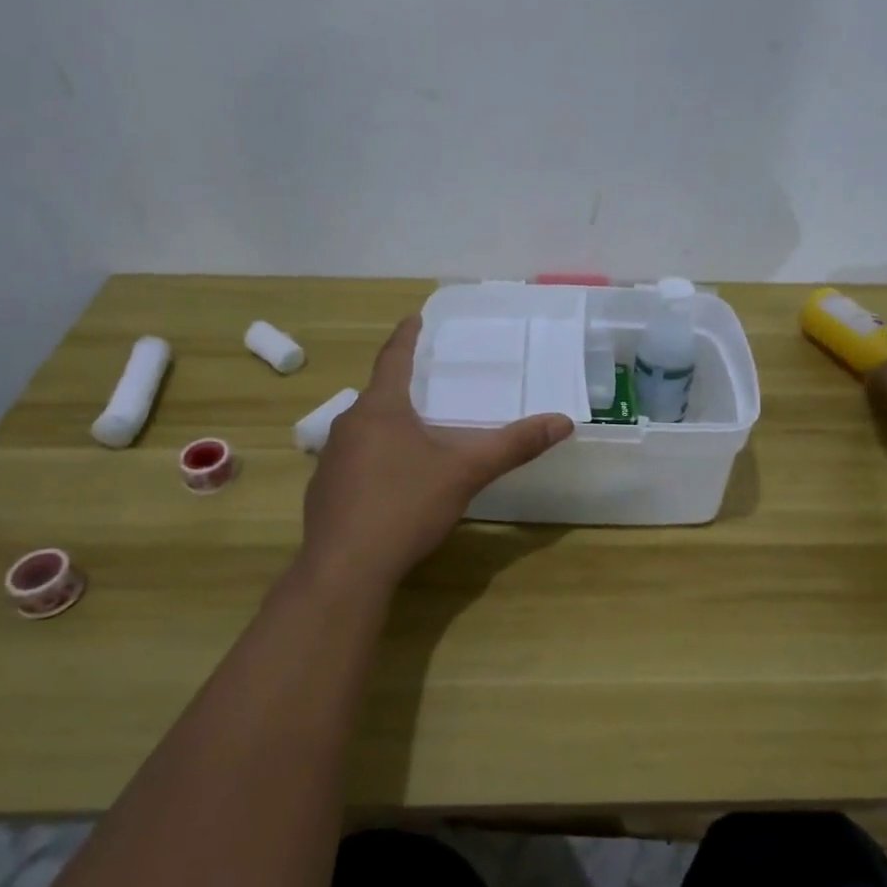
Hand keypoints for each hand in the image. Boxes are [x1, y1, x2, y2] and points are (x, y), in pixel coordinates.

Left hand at [299, 316, 575, 591]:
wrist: (345, 569)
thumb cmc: (405, 506)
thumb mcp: (465, 473)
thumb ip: (512, 446)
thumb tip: (563, 421)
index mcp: (380, 409)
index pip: (394, 358)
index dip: (406, 336)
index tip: (414, 318)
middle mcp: (348, 425)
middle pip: (377, 395)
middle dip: (401, 387)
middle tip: (428, 383)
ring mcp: (330, 460)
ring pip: (364, 430)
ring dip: (387, 425)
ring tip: (414, 432)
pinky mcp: (323, 491)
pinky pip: (353, 461)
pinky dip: (374, 459)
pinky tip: (390, 482)